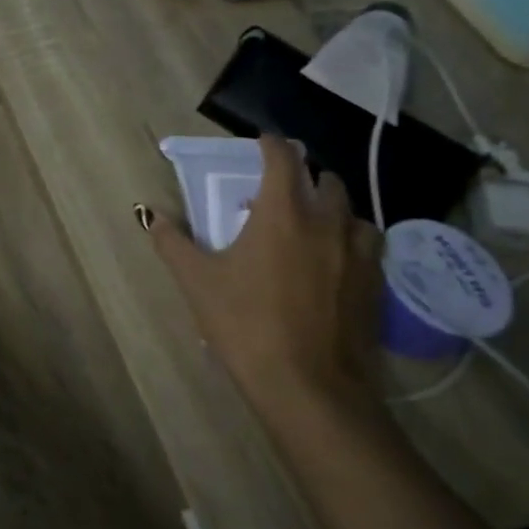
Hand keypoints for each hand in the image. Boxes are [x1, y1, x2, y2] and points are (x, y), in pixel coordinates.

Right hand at [143, 134, 384, 424]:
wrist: (309, 387)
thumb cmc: (245, 324)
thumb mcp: (197, 281)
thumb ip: (172, 242)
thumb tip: (152, 215)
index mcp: (283, 214)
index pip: (283, 160)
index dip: (271, 145)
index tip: (262, 141)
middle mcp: (328, 223)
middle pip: (326, 181)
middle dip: (305, 175)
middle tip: (282, 188)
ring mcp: (359, 255)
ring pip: (353, 213)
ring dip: (333, 208)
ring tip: (313, 224)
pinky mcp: (376, 286)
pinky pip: (368, 246)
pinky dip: (350, 240)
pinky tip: (333, 262)